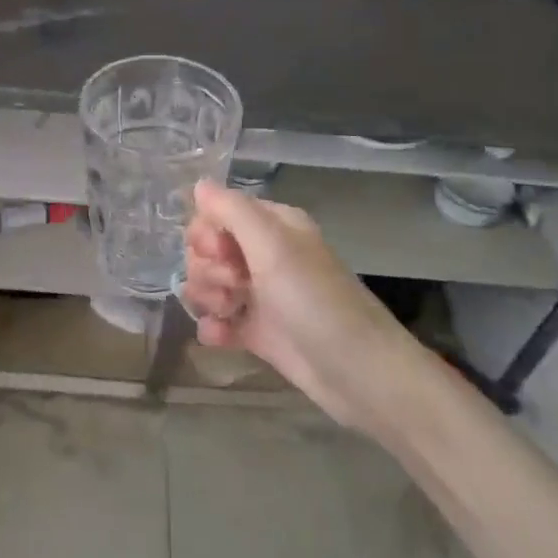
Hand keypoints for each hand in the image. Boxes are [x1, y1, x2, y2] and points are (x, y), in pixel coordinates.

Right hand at [182, 180, 415, 428]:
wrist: (358, 373)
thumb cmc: (314, 300)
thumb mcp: (272, 245)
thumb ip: (231, 210)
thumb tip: (199, 184)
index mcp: (272, 226)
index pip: (218, 214)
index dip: (207, 232)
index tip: (219, 252)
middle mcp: (265, 255)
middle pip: (208, 250)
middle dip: (207, 268)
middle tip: (233, 285)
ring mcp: (261, 295)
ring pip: (209, 284)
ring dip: (208, 297)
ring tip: (229, 312)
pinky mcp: (259, 332)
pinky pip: (219, 321)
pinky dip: (214, 327)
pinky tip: (219, 336)